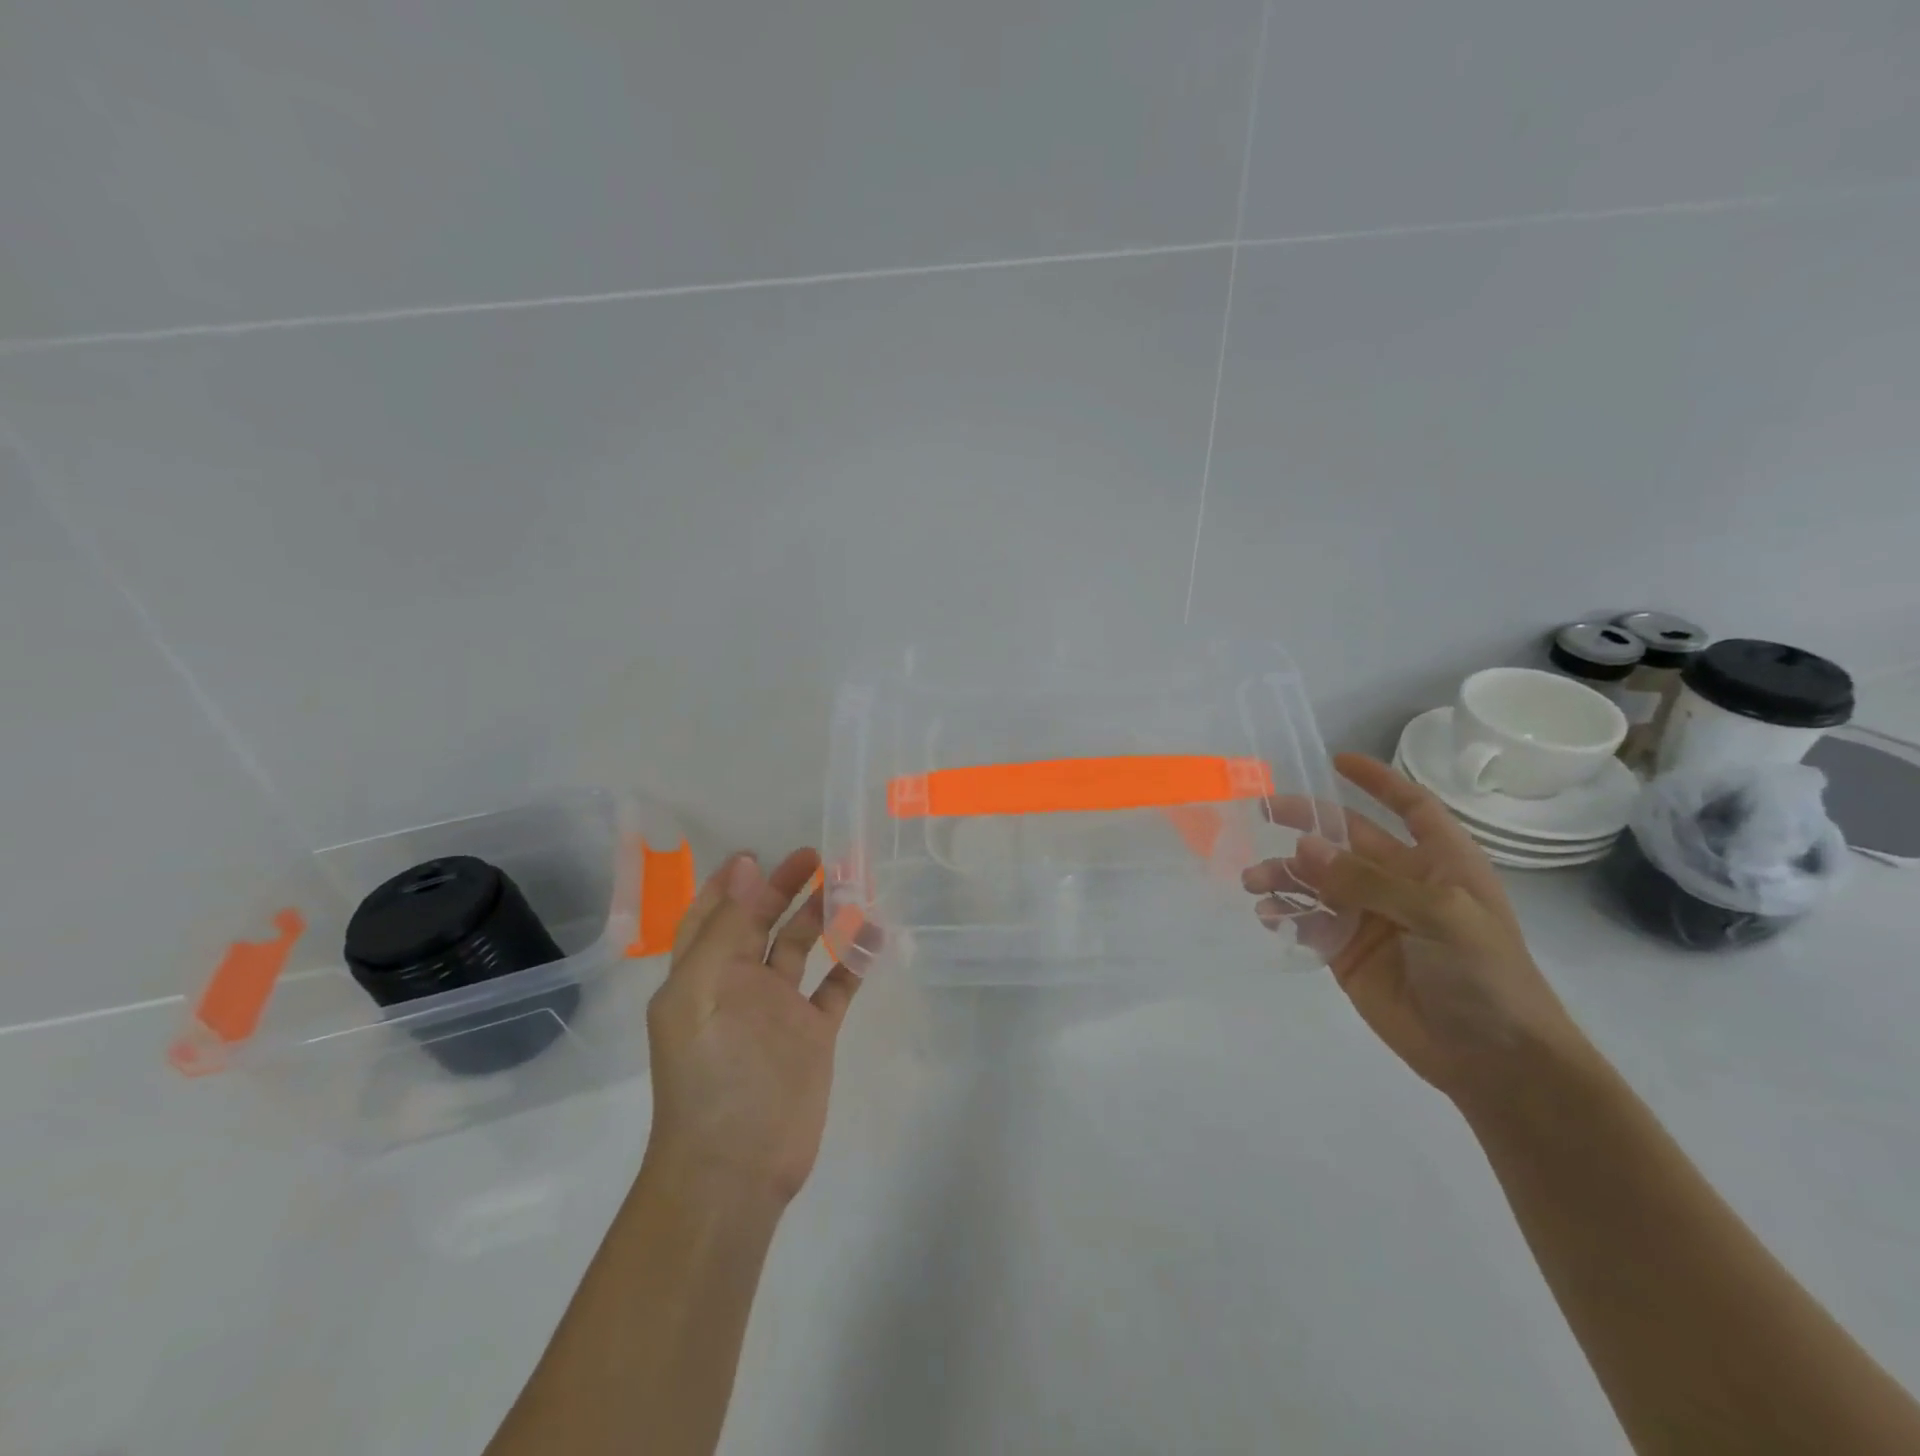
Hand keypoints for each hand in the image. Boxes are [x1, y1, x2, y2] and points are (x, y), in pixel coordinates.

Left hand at [644, 849, 861, 1205]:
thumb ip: (726, 928)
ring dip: (821, 916)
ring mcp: (778, 1009)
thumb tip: (746, 866)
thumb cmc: (712, 1074)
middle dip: (784, 889)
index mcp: (702, 974)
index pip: (713, 914)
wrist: (736, 1166)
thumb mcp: (704, 991)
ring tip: (850, 884)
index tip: (759, 853)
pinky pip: (836, 985)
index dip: (732, 882)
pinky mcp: (812, 1034)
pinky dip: (852, 958)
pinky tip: (872, 933)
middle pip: (761, 924)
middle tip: (817, 857)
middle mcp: (739, 985)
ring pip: (801, 948)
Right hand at [1243, 753, 1586, 1104]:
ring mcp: (1371, 918)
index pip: (1409, 807)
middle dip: (1304, 825)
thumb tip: (1302, 847)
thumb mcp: (1439, 917)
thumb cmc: (1485, 977)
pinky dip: (1284, 912)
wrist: (1495, 1062)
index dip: (1377, 781)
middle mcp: (1401, 883)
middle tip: (1260, 814)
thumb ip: (1368, 880)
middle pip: (1346, 840)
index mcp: (1439, 863)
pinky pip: (1308, 921)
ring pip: (1318, 880)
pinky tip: (1267, 914)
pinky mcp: (1347, 952)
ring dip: (1284, 874)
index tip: (1336, 761)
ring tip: (1254, 881)